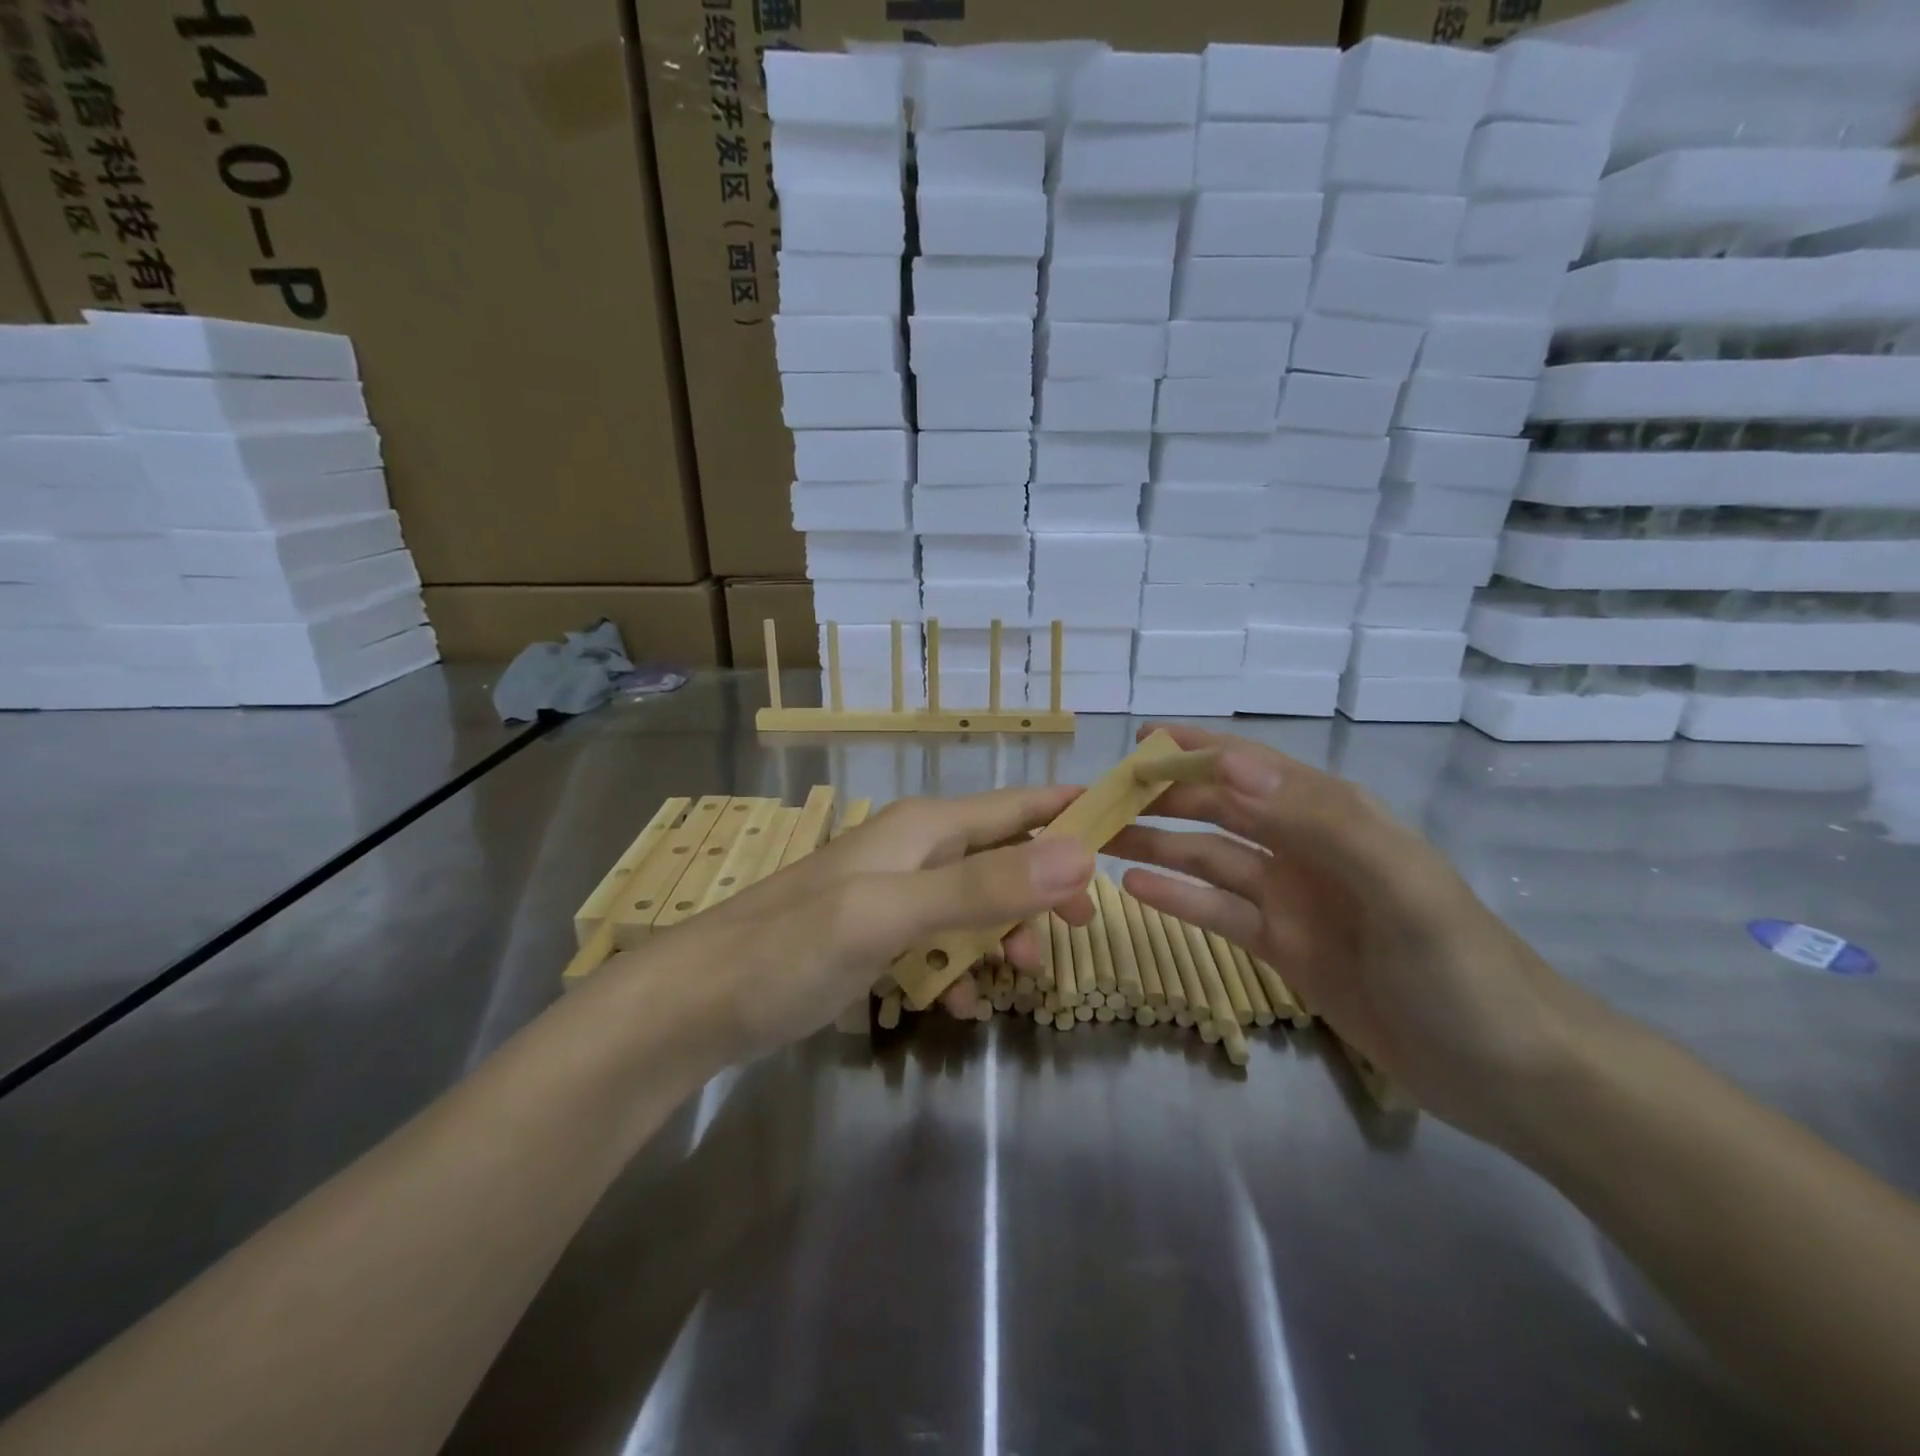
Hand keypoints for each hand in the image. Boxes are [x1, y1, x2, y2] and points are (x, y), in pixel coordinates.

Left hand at [637, 787, 1096, 1060]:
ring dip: (1003, 939)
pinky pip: (940, 943)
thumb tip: (1080, 858)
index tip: (1131, 826)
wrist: (697, 1002)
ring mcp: (894, 893)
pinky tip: (957, 1006)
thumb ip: (983, 887)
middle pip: (1005, 856)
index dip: (1073, 812)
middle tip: (1079, 935)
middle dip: (1044, 892)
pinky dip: (959, 970)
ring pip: (977, 904)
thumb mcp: (891, 915)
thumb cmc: (791, 948)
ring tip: (1017, 982)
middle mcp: (914, 849)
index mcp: (925, 827)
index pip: (1019, 805)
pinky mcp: (875, 935)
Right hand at [1107, 725, 1595, 1144]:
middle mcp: (1307, 847)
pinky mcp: (1286, 948)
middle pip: (1221, 809)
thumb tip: (1229, 764)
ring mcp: (1294, 899)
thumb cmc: (1460, 971)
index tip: (1138, 740)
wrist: (1512, 1075)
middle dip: (1163, 797)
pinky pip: (1219, 912)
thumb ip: (1319, 821)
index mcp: (1334, 817)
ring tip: (1100, 839)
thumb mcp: (1400, 888)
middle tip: (1099, 799)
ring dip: (1159, 844)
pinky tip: (1134, 889)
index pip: (1252, 768)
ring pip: (1210, 858)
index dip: (1197, 749)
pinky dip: (1178, 897)